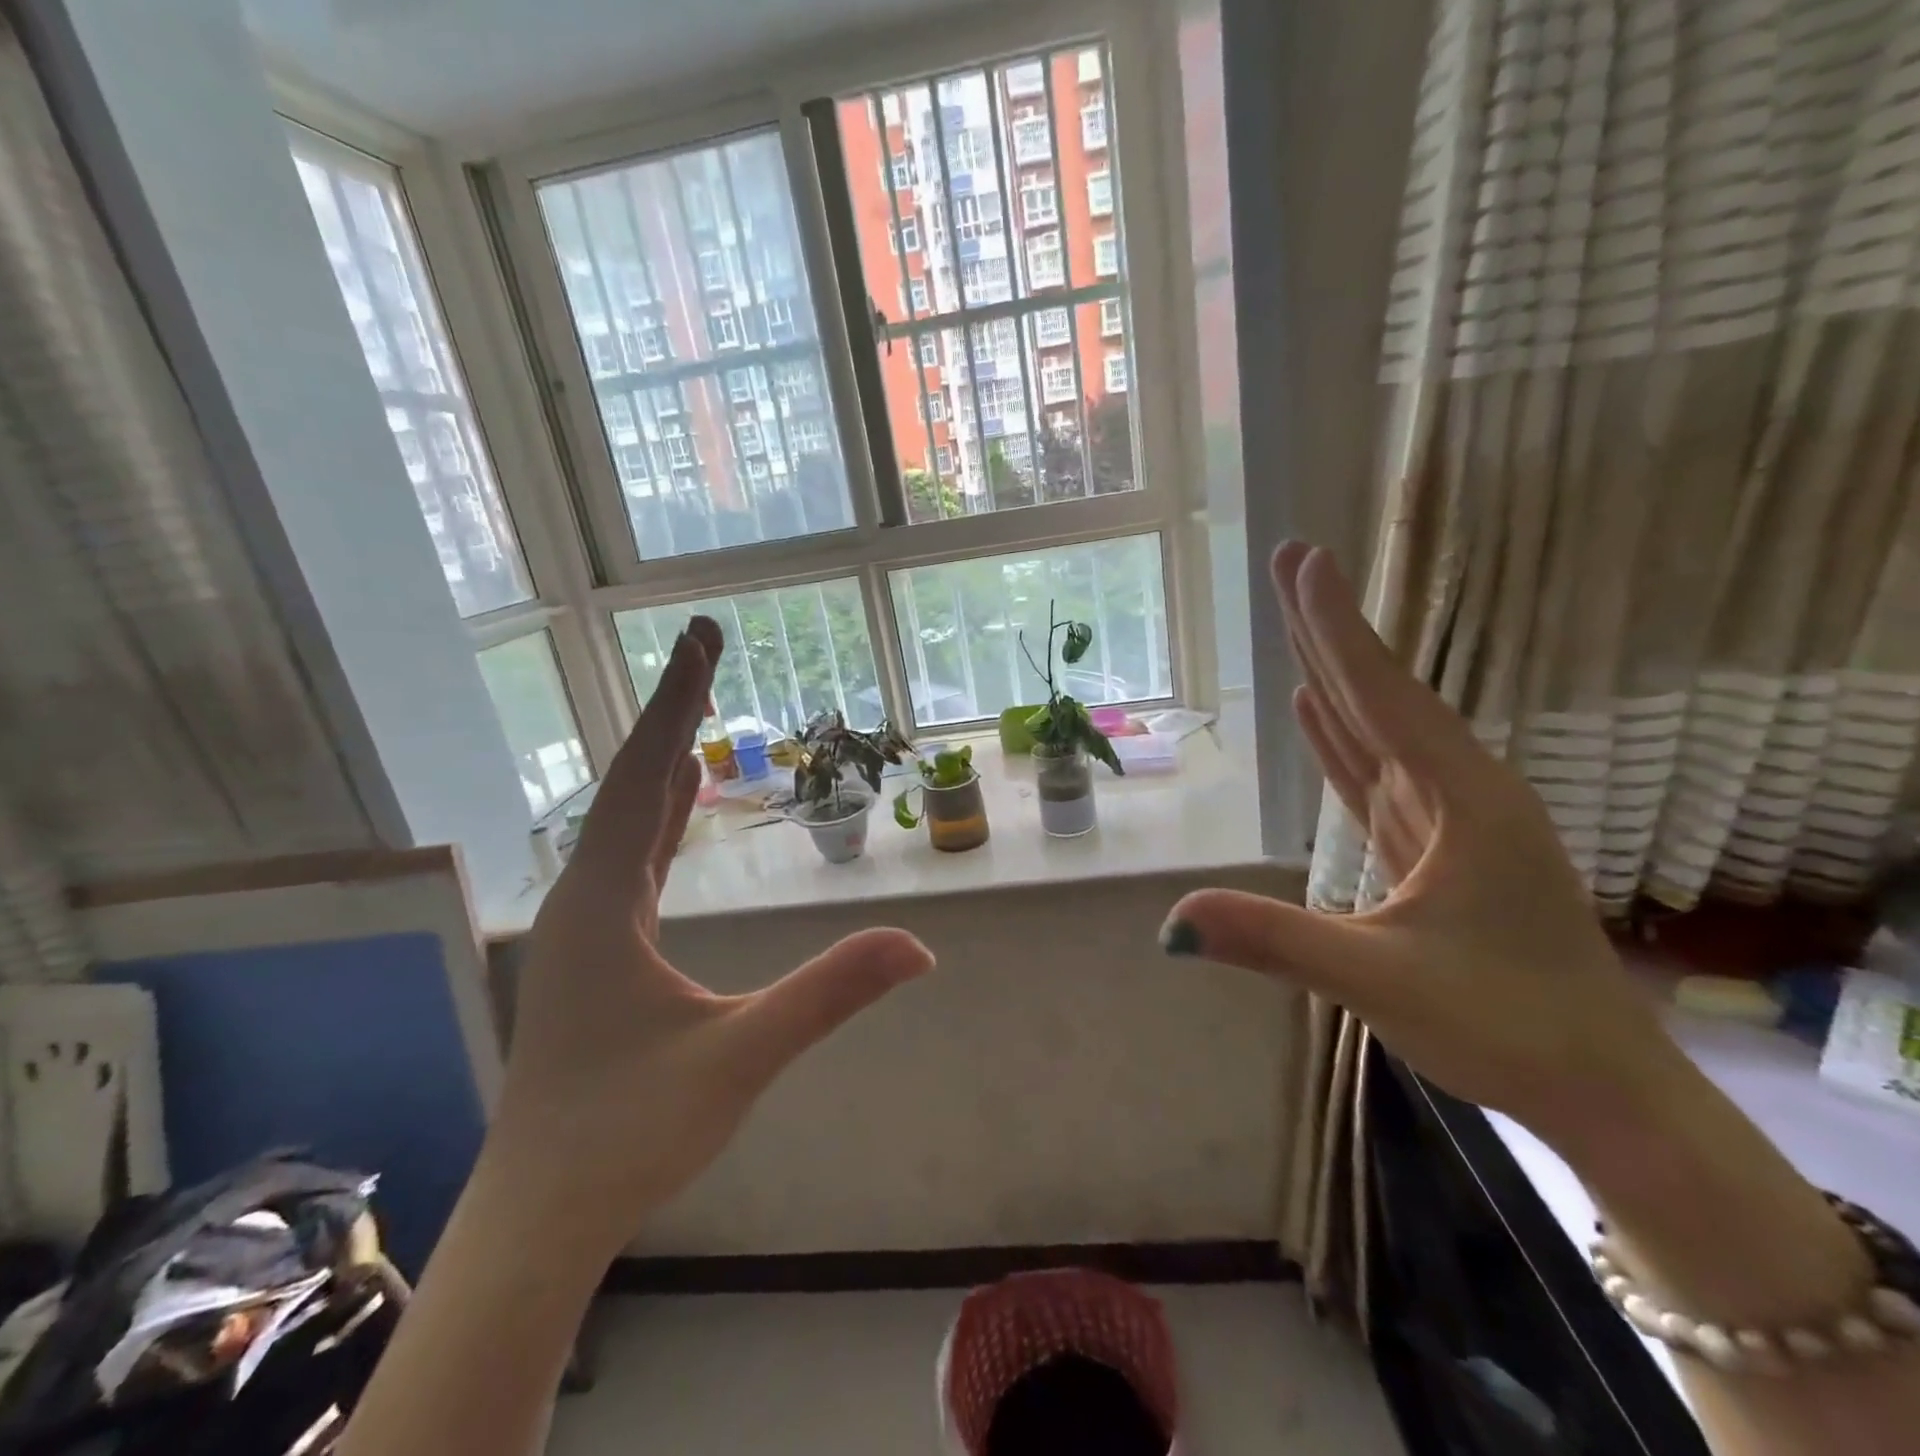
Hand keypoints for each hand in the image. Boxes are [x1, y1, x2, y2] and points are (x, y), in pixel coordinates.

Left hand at [488, 618, 934, 1261]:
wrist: (542, 1215)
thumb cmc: (629, 1135)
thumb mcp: (740, 1059)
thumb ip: (828, 995)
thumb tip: (919, 948)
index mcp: (603, 903)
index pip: (645, 778)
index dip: (676, 704)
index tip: (697, 637)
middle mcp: (584, 898)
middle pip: (631, 781)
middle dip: (672, 711)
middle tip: (701, 645)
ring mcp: (584, 924)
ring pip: (627, 817)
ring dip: (664, 758)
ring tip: (695, 706)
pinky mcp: (595, 948)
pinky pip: (630, 857)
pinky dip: (659, 814)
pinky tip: (678, 803)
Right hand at [1165, 544, 1687, 1151]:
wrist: (1598, 1088)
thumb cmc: (1506, 1025)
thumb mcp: (1381, 982)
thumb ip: (1276, 941)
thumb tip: (1171, 921)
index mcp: (1462, 800)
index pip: (1383, 696)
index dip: (1338, 627)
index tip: (1306, 561)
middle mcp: (1459, 792)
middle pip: (1380, 695)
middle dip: (1331, 629)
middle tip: (1293, 563)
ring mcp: (1449, 819)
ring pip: (1379, 729)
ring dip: (1335, 676)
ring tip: (1297, 627)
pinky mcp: (1434, 847)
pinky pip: (1377, 774)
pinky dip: (1342, 738)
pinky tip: (1318, 711)